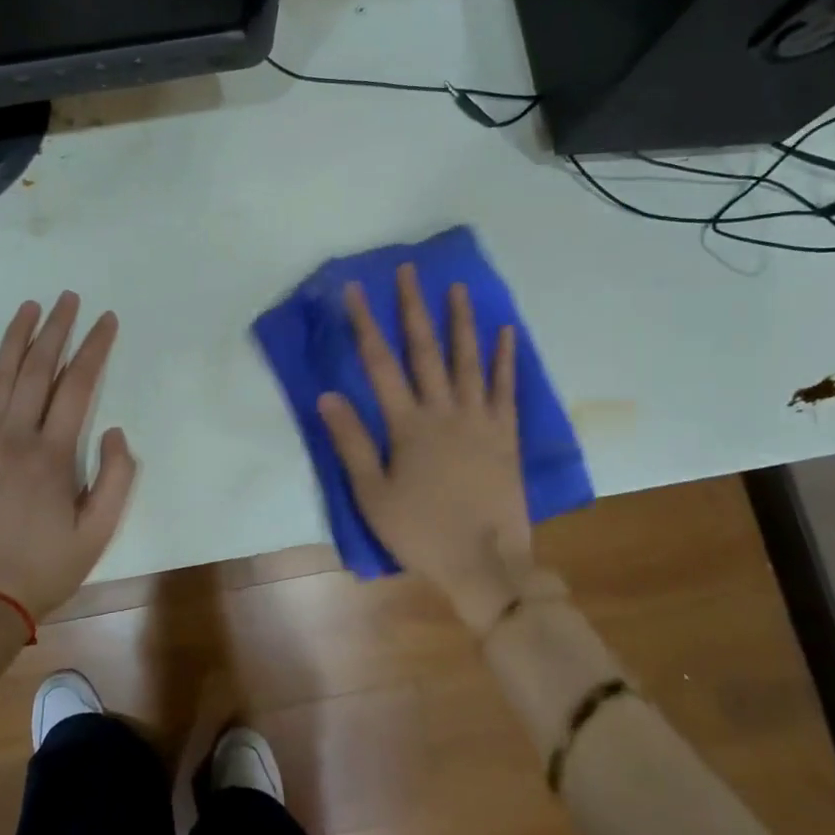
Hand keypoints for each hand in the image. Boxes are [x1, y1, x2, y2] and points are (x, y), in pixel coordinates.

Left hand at [0, 292, 136, 620]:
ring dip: (15, 338)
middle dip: (56, 329)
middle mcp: (14, 438)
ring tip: (30, 307)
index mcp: (52, 454)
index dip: (95, 348)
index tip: (106, 320)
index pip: (78, 385)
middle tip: (69, 298)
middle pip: (37, 369)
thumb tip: (113, 431)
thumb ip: (115, 478)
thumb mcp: (98, 532)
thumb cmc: (43, 568)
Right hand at [317, 265, 532, 633]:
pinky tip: (507, 332)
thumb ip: (351, 443)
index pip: (380, 363)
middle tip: (409, 271)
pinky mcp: (506, 434)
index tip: (354, 290)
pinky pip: (505, 388)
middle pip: (425, 349)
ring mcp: (479, 419)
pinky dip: (506, 358)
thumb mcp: (373, 494)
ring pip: (468, 360)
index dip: (365, 323)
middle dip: (413, 307)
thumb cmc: (421, 532)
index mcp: (407, 425)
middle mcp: (443, 411)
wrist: (486, 564)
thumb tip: (327, 395)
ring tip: (457, 287)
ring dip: (460, 321)